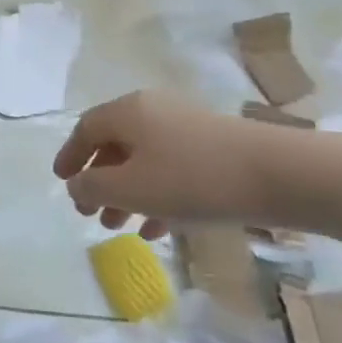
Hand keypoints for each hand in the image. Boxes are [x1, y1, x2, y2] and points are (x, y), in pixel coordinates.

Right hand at [52, 93, 275, 236]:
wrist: (280, 175)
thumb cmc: (192, 178)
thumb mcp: (131, 188)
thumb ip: (93, 188)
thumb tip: (75, 186)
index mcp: (128, 112)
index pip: (86, 129)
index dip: (70, 156)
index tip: (61, 181)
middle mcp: (154, 112)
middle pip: (115, 145)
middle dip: (99, 182)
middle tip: (89, 214)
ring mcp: (186, 129)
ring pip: (144, 161)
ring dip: (127, 194)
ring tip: (120, 228)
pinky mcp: (214, 150)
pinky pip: (172, 171)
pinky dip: (158, 197)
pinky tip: (157, 230)